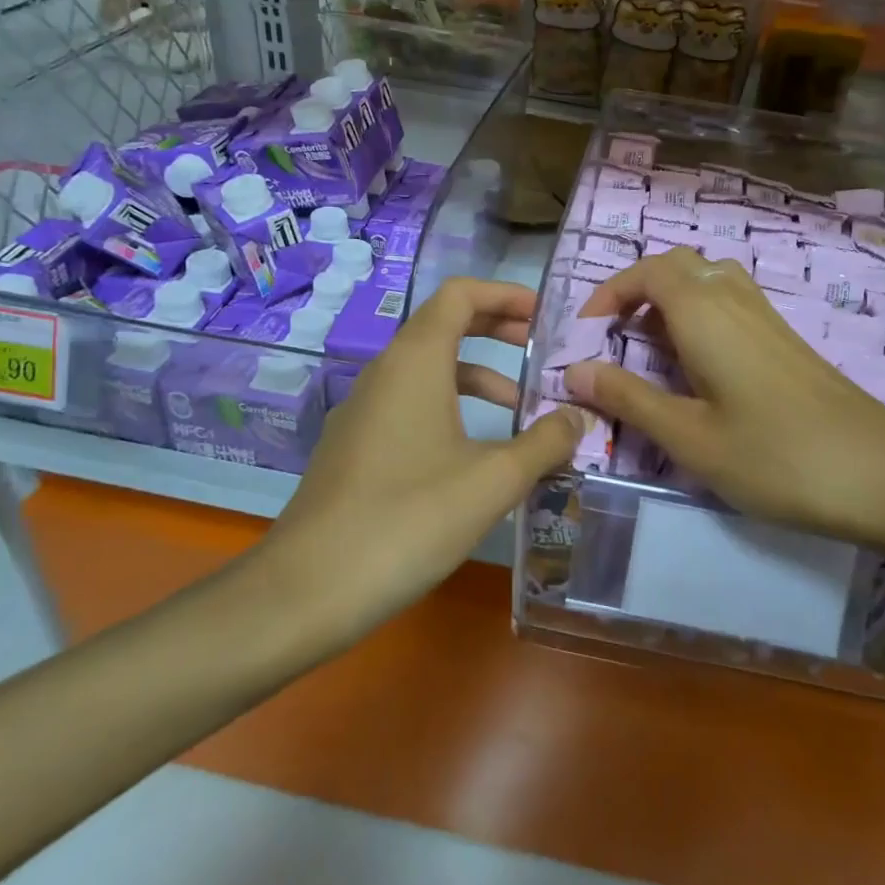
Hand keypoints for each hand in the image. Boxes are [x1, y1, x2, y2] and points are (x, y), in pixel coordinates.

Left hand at [256, 278, 583, 641]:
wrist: (306, 589)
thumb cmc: (408, 519)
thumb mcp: (492, 481)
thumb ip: (545, 443)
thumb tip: (578, 419)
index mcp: (415, 361)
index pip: (460, 294)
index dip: (505, 294)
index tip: (545, 316)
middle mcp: (385, 373)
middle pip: (445, 326)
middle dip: (497, 331)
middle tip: (543, 352)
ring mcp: (364, 410)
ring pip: (429, 371)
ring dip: (479, 377)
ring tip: (522, 412)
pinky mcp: (355, 446)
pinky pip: (411, 405)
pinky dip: (451, 408)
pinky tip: (476, 455)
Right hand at [564, 248, 884, 573]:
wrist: (882, 474)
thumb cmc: (776, 456)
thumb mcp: (689, 436)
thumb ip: (629, 399)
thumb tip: (574, 371)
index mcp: (704, 312)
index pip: (646, 272)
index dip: (608, 293)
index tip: (586, 334)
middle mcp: (735, 299)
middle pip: (677, 266)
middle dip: (636, 293)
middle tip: (615, 341)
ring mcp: (766, 317)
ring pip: (707, 280)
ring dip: (669, 303)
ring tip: (651, 352)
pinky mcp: (786, 339)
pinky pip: (730, 303)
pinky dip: (699, 317)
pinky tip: (699, 369)